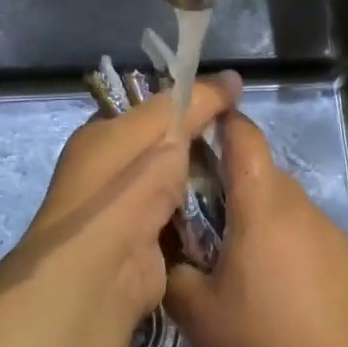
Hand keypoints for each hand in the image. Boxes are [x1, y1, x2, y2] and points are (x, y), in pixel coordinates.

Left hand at [0, 73, 242, 335]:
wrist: (103, 270)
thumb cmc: (126, 185)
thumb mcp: (163, 128)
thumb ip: (198, 101)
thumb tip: (234, 77)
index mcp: (101, 135)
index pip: (147, 109)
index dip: (184, 103)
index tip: (224, 104)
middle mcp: (109, 171)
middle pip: (165, 148)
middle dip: (199, 145)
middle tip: (241, 139)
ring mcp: (127, 212)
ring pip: (177, 185)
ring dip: (205, 181)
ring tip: (246, 170)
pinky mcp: (147, 246)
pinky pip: (182, 220)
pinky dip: (203, 214)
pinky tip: (234, 206)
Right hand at [166, 111, 347, 346]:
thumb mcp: (200, 316)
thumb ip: (173, 274)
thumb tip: (165, 253)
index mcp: (263, 204)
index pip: (244, 136)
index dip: (222, 120)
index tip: (197, 124)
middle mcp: (301, 208)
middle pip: (261, 176)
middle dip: (229, 188)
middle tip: (197, 224)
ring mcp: (333, 237)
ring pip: (284, 212)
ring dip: (257, 226)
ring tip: (233, 274)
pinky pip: (307, 243)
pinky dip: (285, 254)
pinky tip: (276, 304)